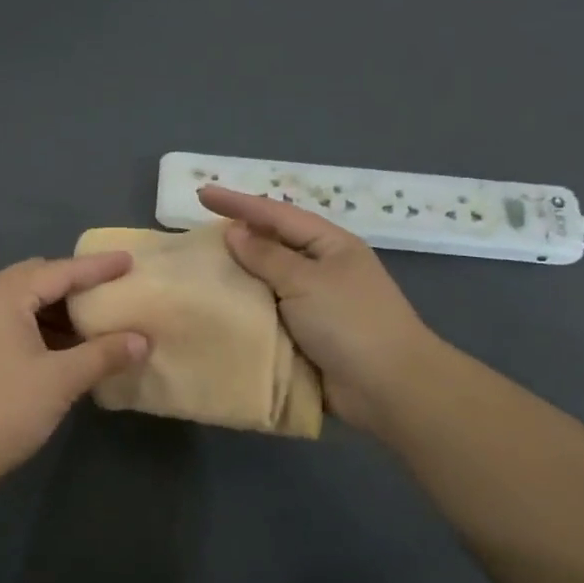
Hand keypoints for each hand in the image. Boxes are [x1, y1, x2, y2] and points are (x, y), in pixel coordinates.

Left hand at [0, 253, 149, 486]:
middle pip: (36, 277)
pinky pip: (8, 319)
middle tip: (110, 291)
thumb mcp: (61, 380)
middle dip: (74, 284)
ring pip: (21, 299)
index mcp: (1, 296)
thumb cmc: (5, 410)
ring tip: (92, 321)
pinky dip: (37, 324)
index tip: (129, 260)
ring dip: (56, 307)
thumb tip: (143, 341)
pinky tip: (62, 345)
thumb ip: (104, 354)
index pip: (59, 271)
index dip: (97, 268)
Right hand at [198, 185, 440, 434]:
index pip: (276, 215)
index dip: (238, 203)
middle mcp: (321, 270)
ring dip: (237, 278)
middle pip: (271, 246)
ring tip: (198, 271)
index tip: (202, 194)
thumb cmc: (350, 323)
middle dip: (237, 239)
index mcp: (329, 245)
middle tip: (195, 234)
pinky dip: (245, 312)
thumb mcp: (306, 281)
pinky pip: (267, 316)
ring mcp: (314, 305)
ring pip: (266, 283)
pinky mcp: (304, 337)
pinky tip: (216, 311)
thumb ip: (267, 256)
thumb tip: (234, 232)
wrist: (388, 388)